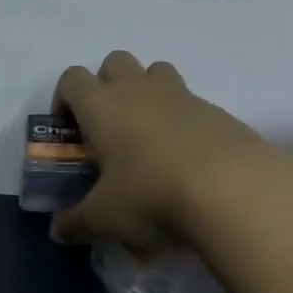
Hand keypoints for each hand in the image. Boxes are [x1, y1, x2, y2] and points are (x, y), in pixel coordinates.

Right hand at [49, 51, 272, 248]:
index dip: (64, 100)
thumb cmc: (151, 195)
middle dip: (107, 86)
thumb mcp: (104, 219)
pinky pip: (189, 101)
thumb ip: (75, 223)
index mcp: (101, 105)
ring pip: (155, 71)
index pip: (71, 79)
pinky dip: (181, 120)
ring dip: (146, 92)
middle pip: (114, 62)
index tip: (69, 131)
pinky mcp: (215, 110)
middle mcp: (137, 89)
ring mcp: (179, 94)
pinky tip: (186, 159)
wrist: (234, 190)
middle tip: (108, 128)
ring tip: (148, 136)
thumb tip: (58, 230)